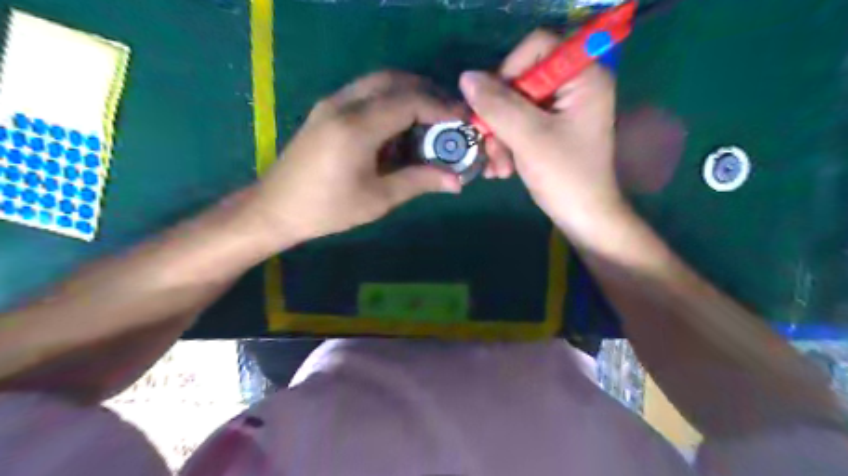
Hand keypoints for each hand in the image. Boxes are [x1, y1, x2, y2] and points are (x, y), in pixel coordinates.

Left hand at [250, 71, 462, 248]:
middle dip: (427, 93)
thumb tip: (456, 181)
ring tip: (429, 120)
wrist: (275, 208)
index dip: (440, 108)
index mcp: (357, 127)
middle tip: (448, 117)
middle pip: (394, 80)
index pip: (409, 101)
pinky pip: (365, 92)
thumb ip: (418, 182)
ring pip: (379, 82)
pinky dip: (390, 99)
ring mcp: (332, 103)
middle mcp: (343, 104)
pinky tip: (399, 126)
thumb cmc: (327, 209)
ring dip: (408, 93)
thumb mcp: (377, 199)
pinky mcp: (326, 109)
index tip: (462, 121)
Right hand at [462, 29, 623, 240]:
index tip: (492, 105)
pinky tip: (502, 170)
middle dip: (499, 118)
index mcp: (583, 77)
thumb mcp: (529, 138)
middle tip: (488, 146)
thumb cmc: (565, 177)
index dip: (508, 71)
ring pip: (514, 106)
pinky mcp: (551, 129)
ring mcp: (562, 109)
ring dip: (499, 137)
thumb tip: (466, 78)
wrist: (583, 218)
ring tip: (497, 168)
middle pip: (521, 80)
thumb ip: (497, 105)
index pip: (537, 48)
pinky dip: (506, 145)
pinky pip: (519, 124)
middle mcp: (574, 86)